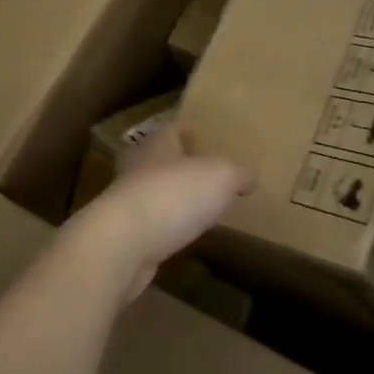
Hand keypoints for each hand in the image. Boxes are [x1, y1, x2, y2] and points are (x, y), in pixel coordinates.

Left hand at [66, 125, 253, 301]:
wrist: (123, 243)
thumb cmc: (173, 196)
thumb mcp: (220, 178)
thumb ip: (238, 174)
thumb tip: (251, 175)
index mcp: (158, 143)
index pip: (171, 129)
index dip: (186, 132)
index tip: (198, 137)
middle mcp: (137, 166)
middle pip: (156, 158)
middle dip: (173, 163)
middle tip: (196, 172)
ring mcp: (125, 200)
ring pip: (149, 190)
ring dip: (166, 196)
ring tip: (191, 206)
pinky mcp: (122, 234)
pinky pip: (146, 223)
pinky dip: (160, 226)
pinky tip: (176, 235)